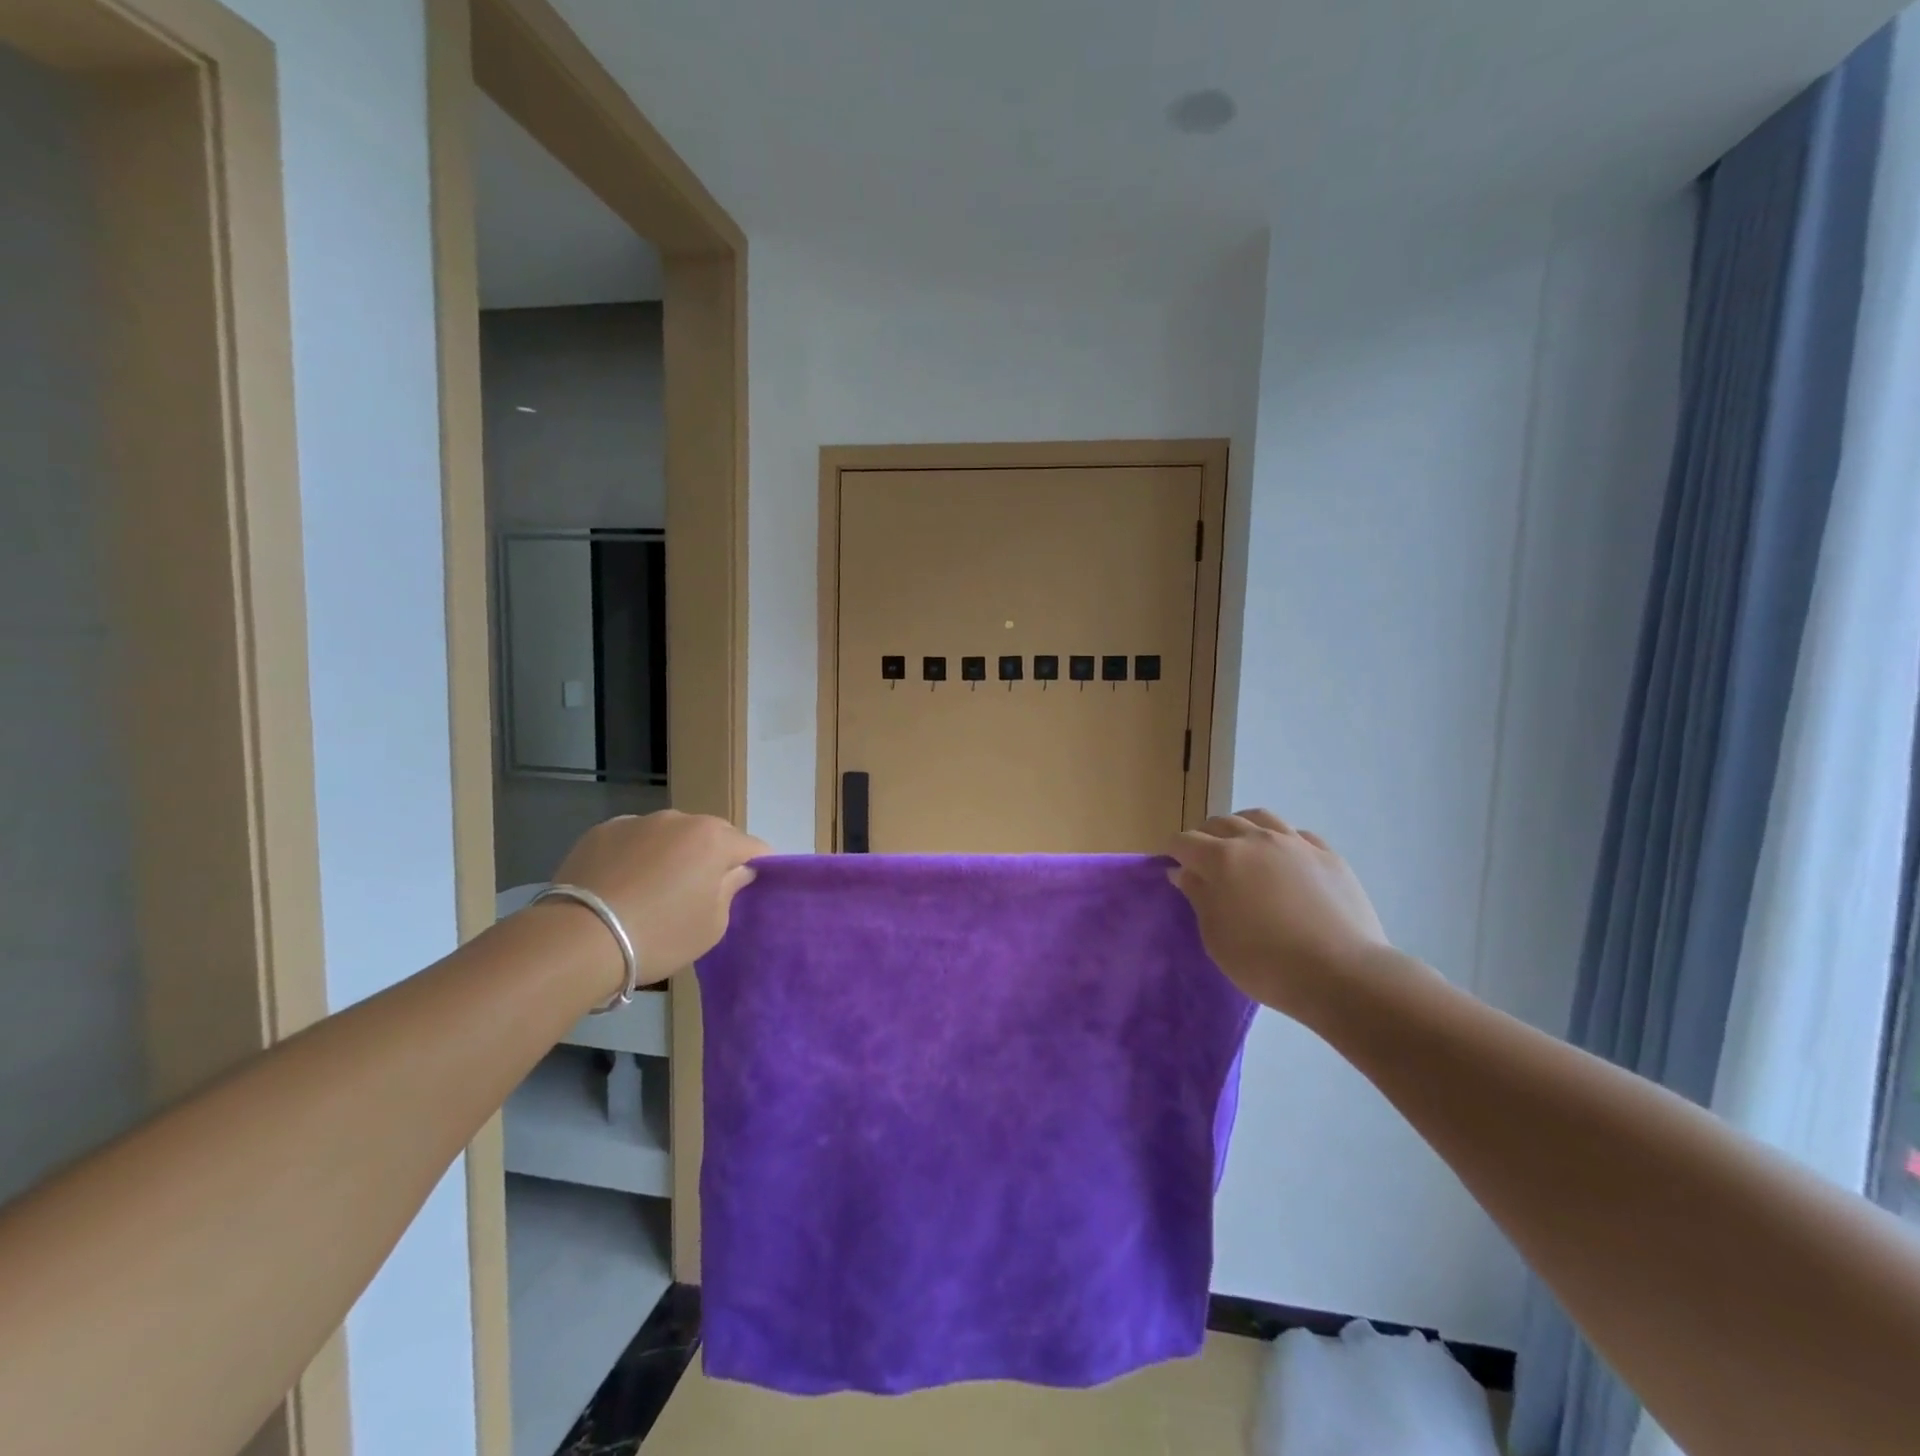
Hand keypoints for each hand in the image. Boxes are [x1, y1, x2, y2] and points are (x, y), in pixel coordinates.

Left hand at [551, 811, 769, 981]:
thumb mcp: (711, 926)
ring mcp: (637, 821)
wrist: (579, 939)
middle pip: (712, 834)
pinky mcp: (601, 831)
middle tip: (700, 893)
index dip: (756, 868)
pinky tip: (623, 885)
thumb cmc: (659, 935)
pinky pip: (634, 840)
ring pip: (670, 834)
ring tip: (655, 890)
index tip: (746, 890)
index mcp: (714, 839)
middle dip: (713, 857)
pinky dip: (637, 855)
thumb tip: (737, 870)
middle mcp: (679, 819)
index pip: (753, 847)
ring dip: (673, 854)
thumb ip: (731, 891)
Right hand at [1167, 810, 1391, 1016]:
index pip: (1184, 841)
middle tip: (1204, 862)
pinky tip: (1284, 859)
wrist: (1341, 973)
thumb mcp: (1216, 937)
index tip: (1172, 867)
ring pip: (1259, 818)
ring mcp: (1295, 843)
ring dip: (1242, 828)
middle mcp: (1255, 840)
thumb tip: (1184, 872)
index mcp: (1221, 858)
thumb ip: (1198, 897)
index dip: (1173, 852)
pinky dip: (1282, 840)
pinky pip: (1297, 834)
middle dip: (1204, 837)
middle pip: (1220, 823)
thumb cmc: (1265, 962)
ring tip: (1242, 848)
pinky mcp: (1328, 855)